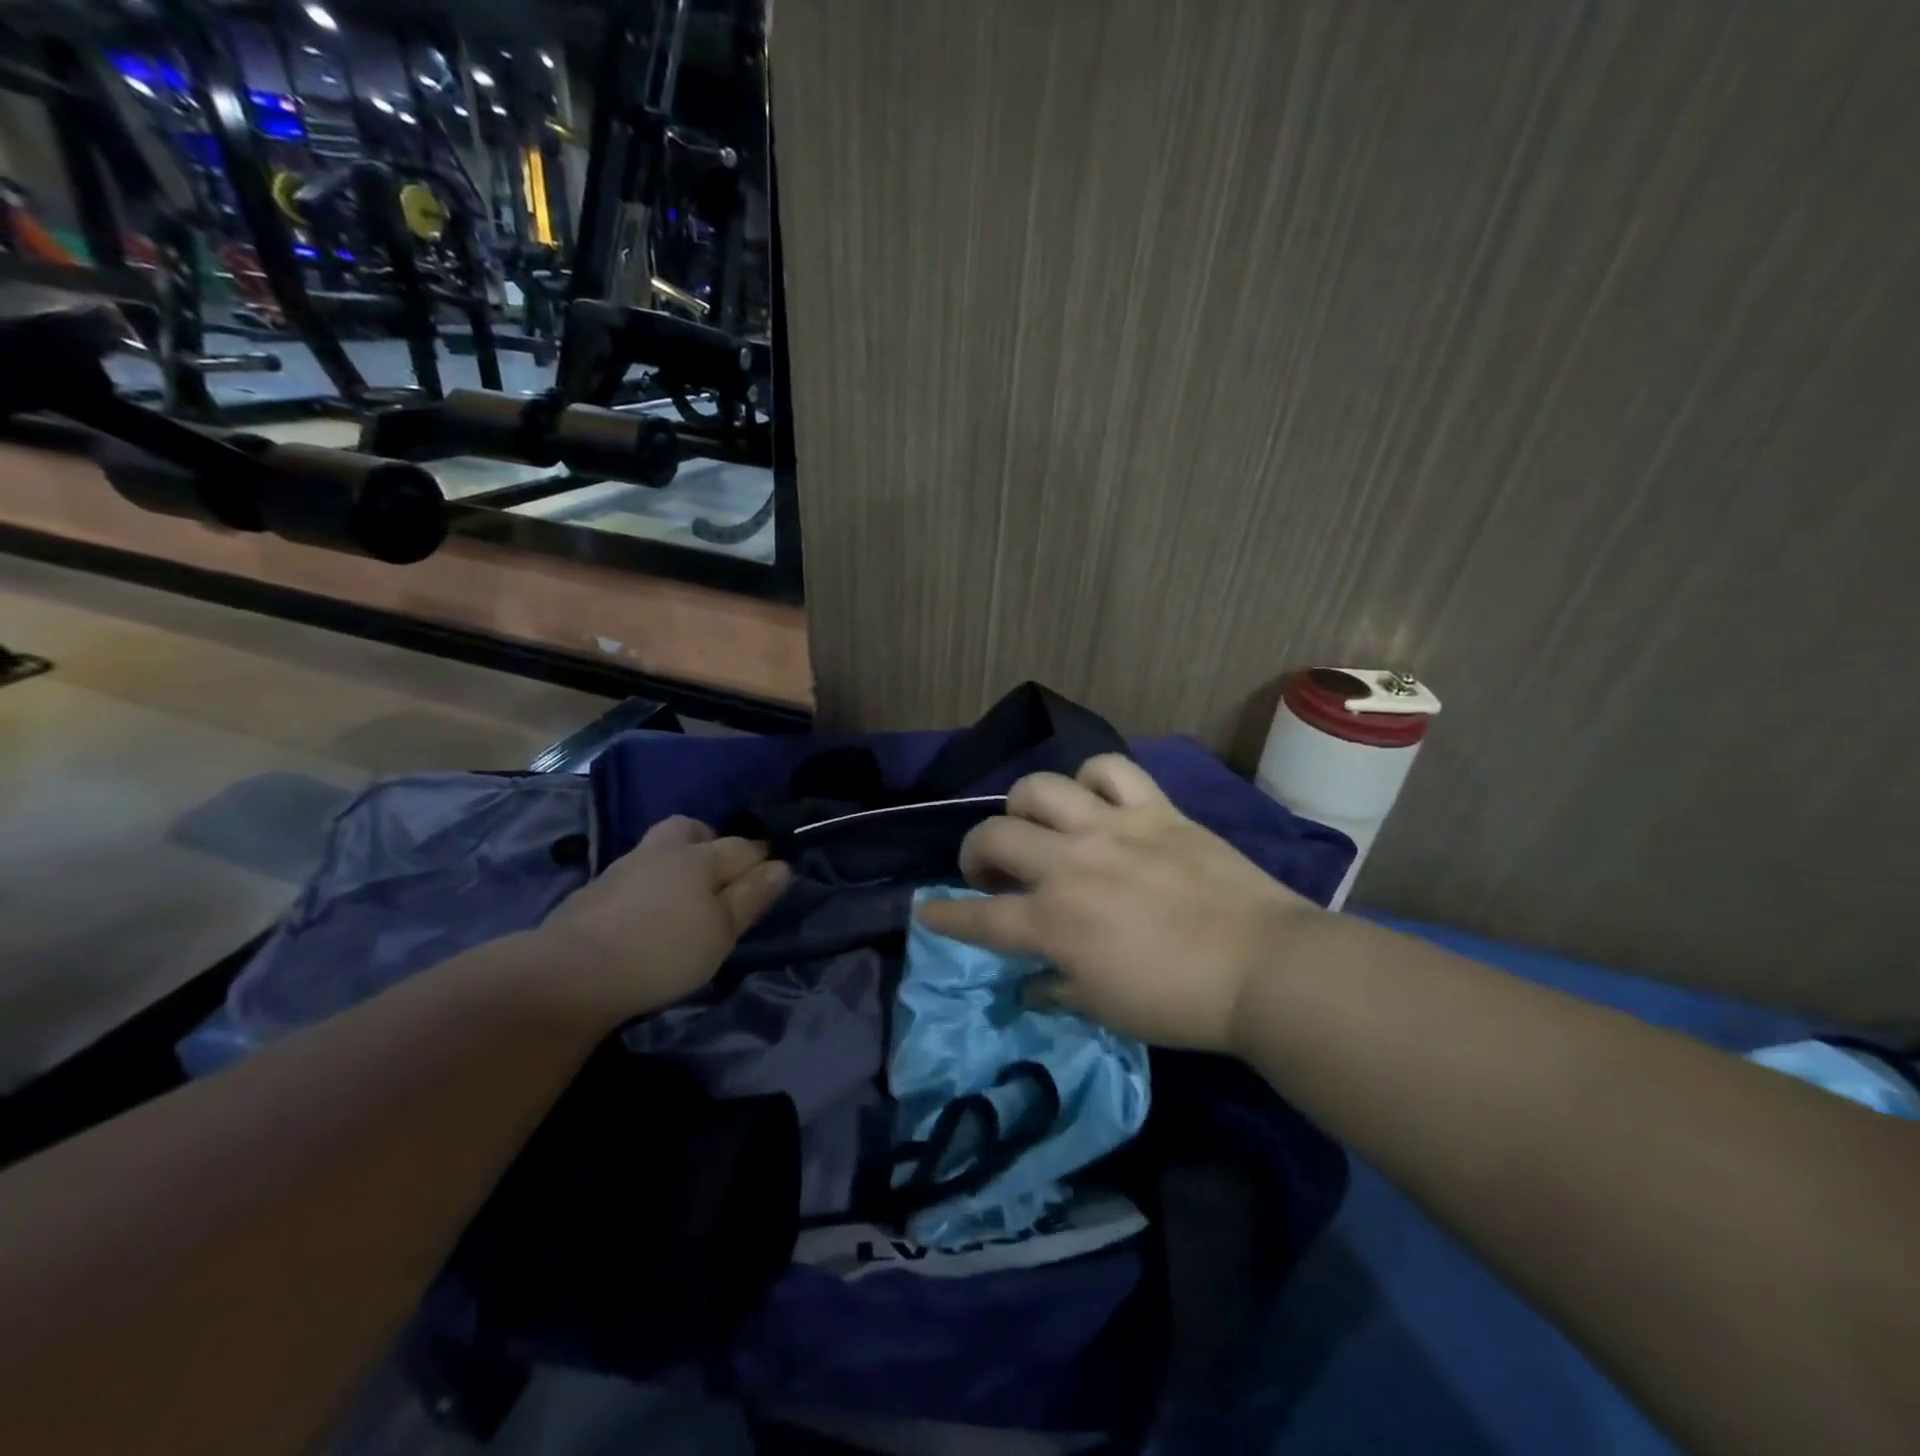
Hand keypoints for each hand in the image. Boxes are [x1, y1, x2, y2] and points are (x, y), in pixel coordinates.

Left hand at [535, 816, 789, 1025]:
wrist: (572, 972)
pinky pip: (633, 874)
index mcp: (699, 857)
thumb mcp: (722, 931)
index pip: (742, 847)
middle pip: (691, 830)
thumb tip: (782, 865)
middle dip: (709, 842)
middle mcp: (662, 851)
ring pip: (658, 849)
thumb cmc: (663, 951)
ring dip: (674, 863)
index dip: (762, 860)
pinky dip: (646, 886)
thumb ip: (752, 896)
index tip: (771, 878)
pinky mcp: (594, 891)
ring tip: (681, 899)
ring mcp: (623, 867)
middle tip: (718, 876)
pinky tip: (645, 915)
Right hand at [914, 756, 1317, 1052]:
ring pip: (1040, 787)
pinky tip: (1095, 800)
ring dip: (1024, 806)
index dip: (944, 916)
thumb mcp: (1105, 1009)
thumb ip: (1055, 988)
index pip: (978, 917)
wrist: (1263, 967)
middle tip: (989, 869)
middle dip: (974, 851)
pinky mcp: (1153, 809)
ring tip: (1037, 825)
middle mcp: (1070, 865)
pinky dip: (1093, 780)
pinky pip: (1110, 769)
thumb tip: (1029, 982)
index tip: (924, 911)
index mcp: (1054, 922)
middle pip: (994, 835)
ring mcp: (1111, 829)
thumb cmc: (1180, 1001)